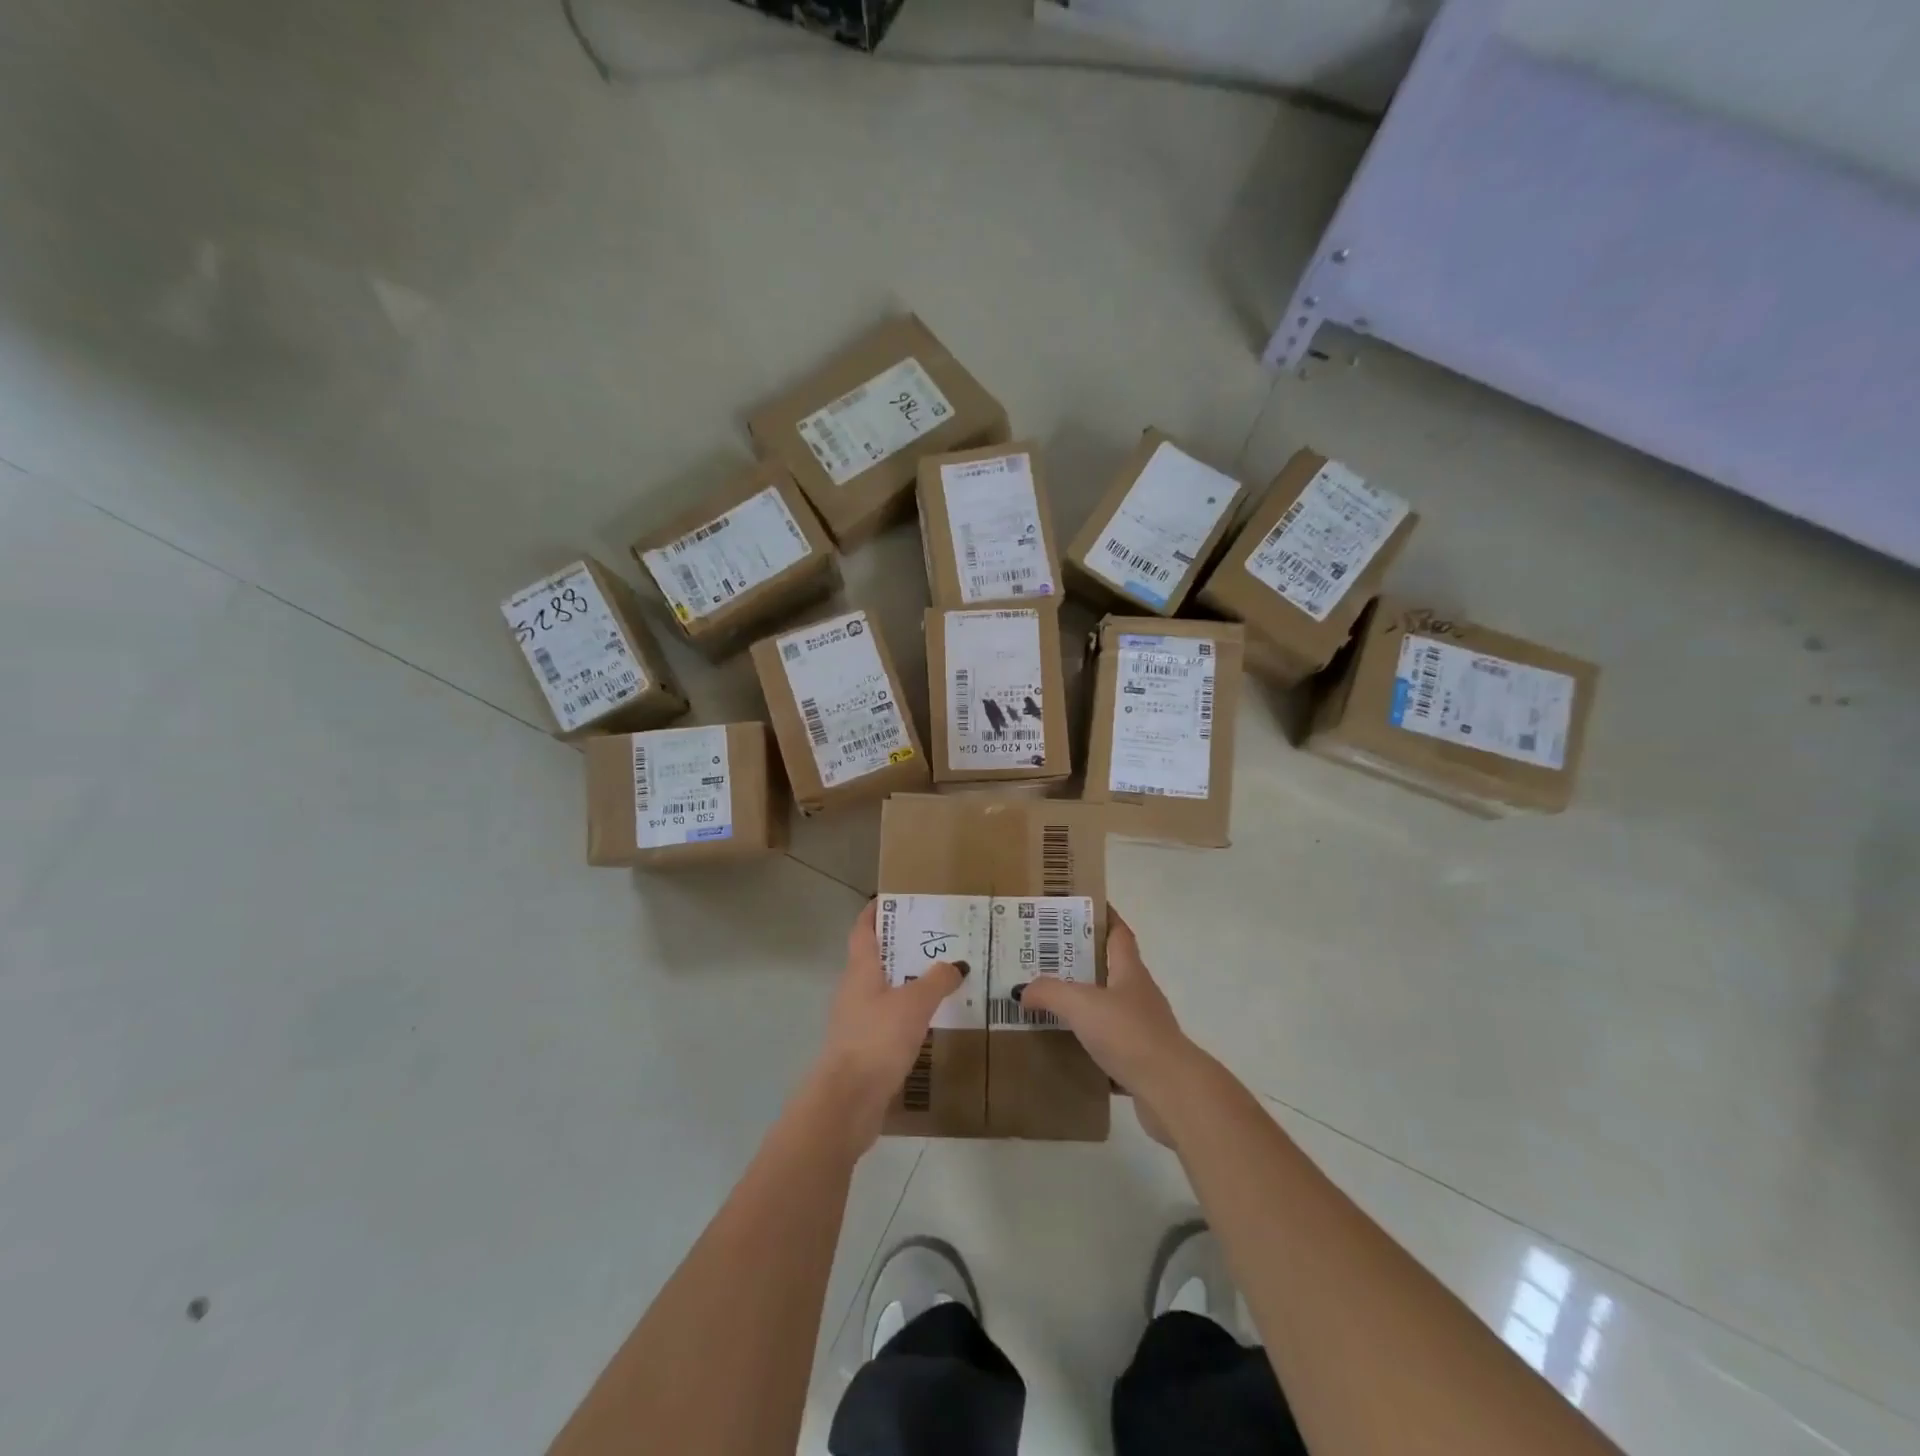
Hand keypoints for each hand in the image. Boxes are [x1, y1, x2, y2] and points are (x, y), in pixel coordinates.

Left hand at [806, 900, 965, 1152]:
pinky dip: (908, 1014)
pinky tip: (932, 1020)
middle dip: (901, 947)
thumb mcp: (914, 1004)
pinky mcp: (865, 1050)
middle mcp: (854, 991)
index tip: (893, 898)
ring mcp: (857, 1022)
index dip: (874, 912)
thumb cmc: (877, 1039)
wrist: (848, 1102)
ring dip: (907, 982)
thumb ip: (936, 981)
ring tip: (941, 977)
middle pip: (875, 959)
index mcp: (860, 971)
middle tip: (936, 937)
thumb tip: (956, 965)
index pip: (863, 931)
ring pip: (884, 991)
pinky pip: (890, 1021)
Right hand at [1012, 908, 1200, 1133]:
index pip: (1119, 933)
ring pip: (1110, 1010)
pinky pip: (1111, 1047)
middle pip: (1111, 970)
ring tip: (1050, 1006)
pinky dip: (1091, 1046)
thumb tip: (1023, 990)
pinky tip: (1068, 1053)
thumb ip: (1049, 992)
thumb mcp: (1081, 1005)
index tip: (1081, 908)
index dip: (1104, 917)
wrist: (1171, 1092)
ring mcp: (1144, 1029)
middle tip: (1046, 959)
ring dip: (1085, 1006)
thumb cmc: (1128, 1034)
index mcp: (1130, 972)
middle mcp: (1140, 995)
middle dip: (1082, 963)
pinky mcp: (1142, 1062)